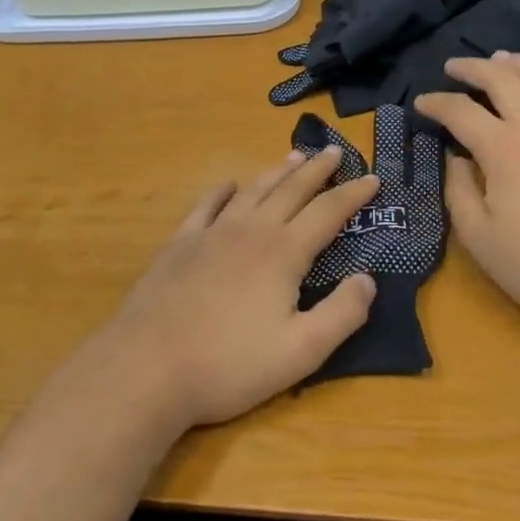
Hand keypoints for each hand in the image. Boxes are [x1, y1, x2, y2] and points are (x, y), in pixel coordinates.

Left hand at [99, 147, 379, 428]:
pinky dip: (222, 191)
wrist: (146, 368)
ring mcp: (211, 234)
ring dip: (277, 172)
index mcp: (284, 253)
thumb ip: (342, 314)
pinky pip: (206, 206)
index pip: (328, 212)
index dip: (353, 194)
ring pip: (253, 190)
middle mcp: (251, 231)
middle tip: (335, 152)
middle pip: (291, 190)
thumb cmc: (229, 365)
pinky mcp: (179, 245)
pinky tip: (229, 185)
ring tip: (294, 157)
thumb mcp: (300, 352)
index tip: (373, 178)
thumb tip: (368, 279)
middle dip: (317, 170)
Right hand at [414, 52, 519, 348]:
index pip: (460, 110)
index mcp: (503, 147)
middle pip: (501, 78)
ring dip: (517, 62)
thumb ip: (458, 191)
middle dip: (472, 68)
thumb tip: (455, 157)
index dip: (435, 102)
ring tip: (501, 58)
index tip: (421, 103)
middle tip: (454, 66)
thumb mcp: (480, 238)